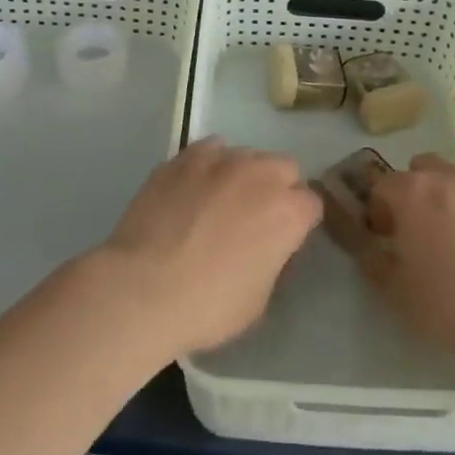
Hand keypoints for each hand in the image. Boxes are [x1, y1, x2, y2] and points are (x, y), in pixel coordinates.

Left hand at [92, 139, 320, 358]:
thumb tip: (267, 245)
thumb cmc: (208, 305)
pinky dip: (208, 165)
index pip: (312, 204)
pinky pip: (209, 150)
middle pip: (284, 167)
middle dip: (277, 188)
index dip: (299, 222)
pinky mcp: (185, 156)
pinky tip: (192, 189)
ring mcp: (220, 159)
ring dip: (242, 175)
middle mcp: (260, 174)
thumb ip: (273, 259)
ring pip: (246, 154)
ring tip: (218, 202)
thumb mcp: (259, 299)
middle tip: (254, 217)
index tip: (284, 240)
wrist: (143, 287)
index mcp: (287, 212)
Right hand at [362, 153, 454, 365]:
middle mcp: (448, 177)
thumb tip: (369, 247)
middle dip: (415, 192)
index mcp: (411, 193)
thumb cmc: (448, 306)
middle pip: (422, 169)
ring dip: (451, 197)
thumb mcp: (395, 291)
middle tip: (421, 229)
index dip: (379, 210)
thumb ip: (373, 261)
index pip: (383, 185)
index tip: (386, 237)